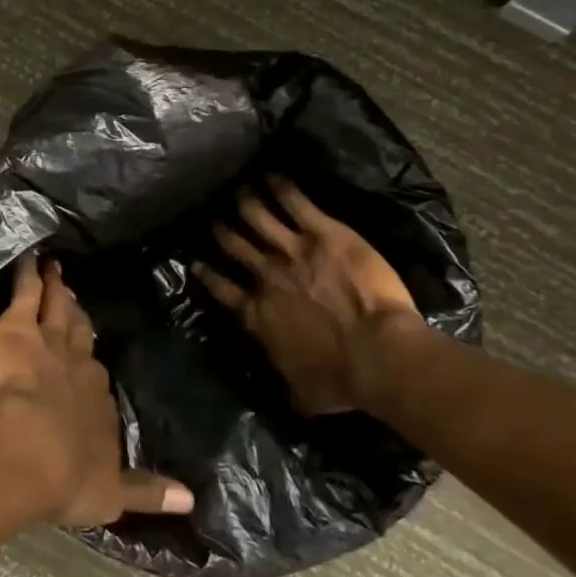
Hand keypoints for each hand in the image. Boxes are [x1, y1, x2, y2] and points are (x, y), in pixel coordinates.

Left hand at [0, 254, 194, 526]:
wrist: (29, 451)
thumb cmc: (66, 478)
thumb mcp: (112, 496)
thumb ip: (149, 493)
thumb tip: (193, 500)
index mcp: (98, 405)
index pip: (97, 383)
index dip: (90, 373)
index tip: (89, 362)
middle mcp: (80, 368)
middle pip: (81, 339)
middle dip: (79, 322)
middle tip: (77, 302)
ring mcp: (50, 343)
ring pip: (57, 311)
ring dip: (57, 292)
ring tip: (56, 271)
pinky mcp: (20, 328)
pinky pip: (26, 294)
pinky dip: (28, 276)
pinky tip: (30, 258)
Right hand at [194, 176, 421, 415]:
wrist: (378, 354)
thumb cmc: (342, 379)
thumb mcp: (304, 394)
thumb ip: (288, 387)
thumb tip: (289, 401)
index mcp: (257, 313)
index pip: (222, 288)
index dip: (208, 273)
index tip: (197, 261)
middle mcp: (266, 276)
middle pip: (235, 246)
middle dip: (222, 229)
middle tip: (213, 216)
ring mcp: (292, 250)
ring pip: (258, 218)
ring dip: (246, 202)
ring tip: (238, 189)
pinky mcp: (323, 233)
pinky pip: (295, 203)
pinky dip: (281, 188)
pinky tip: (273, 175)